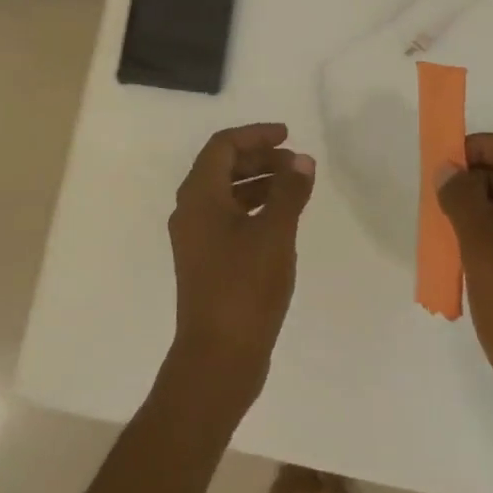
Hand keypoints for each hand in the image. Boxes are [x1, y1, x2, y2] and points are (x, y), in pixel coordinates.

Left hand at [165, 122, 315, 409]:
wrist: (218, 357)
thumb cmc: (245, 287)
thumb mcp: (275, 233)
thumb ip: (289, 191)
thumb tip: (302, 160)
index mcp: (199, 196)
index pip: (223, 146)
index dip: (255, 135)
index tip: (288, 135)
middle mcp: (191, 212)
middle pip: (222, 167)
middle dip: (260, 158)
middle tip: (296, 163)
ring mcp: (196, 239)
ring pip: (227, 195)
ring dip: (259, 183)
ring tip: (296, 188)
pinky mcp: (206, 262)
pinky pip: (229, 219)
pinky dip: (255, 209)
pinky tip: (281, 221)